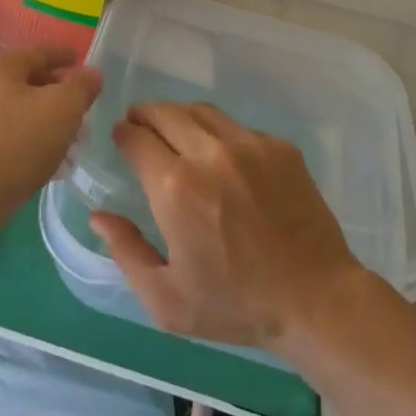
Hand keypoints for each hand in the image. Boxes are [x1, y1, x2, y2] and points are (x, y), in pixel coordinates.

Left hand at [0, 45, 102, 246]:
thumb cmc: (16, 142)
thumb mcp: (63, 109)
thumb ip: (81, 87)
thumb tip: (91, 74)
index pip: (39, 52)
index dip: (64, 55)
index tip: (80, 59)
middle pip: (26, 83)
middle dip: (56, 95)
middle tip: (82, 108)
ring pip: (16, 114)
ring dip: (43, 123)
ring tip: (70, 142)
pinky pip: (4, 139)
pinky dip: (27, 145)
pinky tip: (46, 165)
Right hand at [90, 101, 363, 352]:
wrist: (316, 300)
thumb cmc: (235, 304)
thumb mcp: (166, 300)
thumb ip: (126, 252)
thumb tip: (99, 216)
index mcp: (176, 188)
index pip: (136, 137)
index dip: (123, 134)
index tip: (121, 139)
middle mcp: (209, 154)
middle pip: (165, 112)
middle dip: (145, 115)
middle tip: (140, 126)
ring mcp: (249, 145)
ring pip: (201, 111)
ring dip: (180, 117)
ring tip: (176, 134)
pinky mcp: (280, 147)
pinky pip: (237, 126)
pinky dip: (219, 133)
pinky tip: (222, 157)